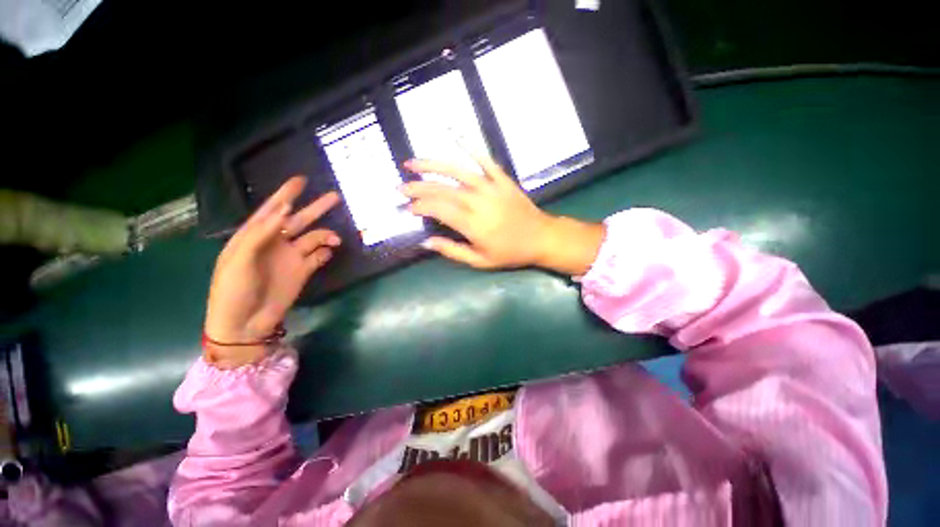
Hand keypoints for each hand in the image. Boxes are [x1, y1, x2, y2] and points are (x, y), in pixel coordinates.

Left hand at [204, 177, 339, 367]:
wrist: (244, 324)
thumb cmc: (232, 290)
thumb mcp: (238, 260)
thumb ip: (260, 233)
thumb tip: (285, 210)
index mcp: (255, 237)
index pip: (272, 210)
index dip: (286, 194)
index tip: (301, 180)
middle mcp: (276, 243)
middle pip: (299, 220)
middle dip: (316, 208)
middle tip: (335, 197)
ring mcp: (291, 257)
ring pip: (314, 238)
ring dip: (327, 235)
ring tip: (336, 239)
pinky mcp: (304, 271)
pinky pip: (319, 256)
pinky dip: (326, 252)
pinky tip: (329, 252)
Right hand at [402, 157, 603, 273]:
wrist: (541, 238)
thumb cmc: (510, 253)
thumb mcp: (480, 261)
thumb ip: (452, 251)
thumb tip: (426, 242)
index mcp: (472, 224)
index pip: (437, 209)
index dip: (419, 206)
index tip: (407, 207)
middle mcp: (478, 201)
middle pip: (442, 189)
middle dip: (417, 187)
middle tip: (400, 187)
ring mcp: (491, 187)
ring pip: (456, 171)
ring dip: (432, 165)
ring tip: (412, 163)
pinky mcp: (502, 179)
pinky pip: (484, 160)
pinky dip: (470, 146)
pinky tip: (455, 136)